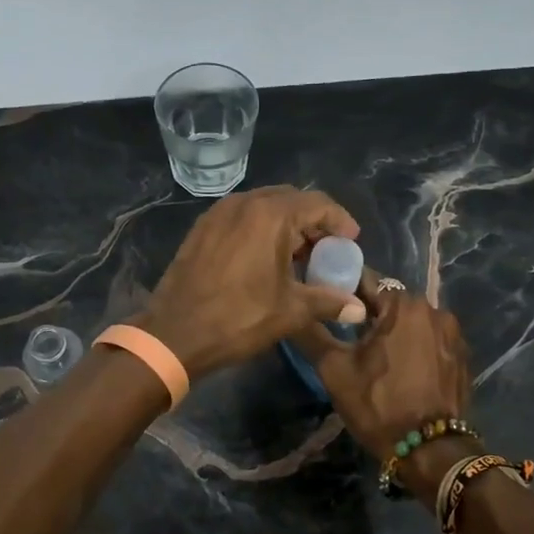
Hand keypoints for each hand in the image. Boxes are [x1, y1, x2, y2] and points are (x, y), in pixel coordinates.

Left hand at [138, 186, 361, 380]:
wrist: (175, 334)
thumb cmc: (239, 318)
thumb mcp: (290, 311)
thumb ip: (328, 302)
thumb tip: (358, 308)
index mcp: (270, 214)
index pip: (318, 202)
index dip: (340, 220)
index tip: (351, 242)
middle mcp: (244, 203)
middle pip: (291, 200)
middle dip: (313, 222)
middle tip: (326, 250)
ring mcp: (219, 213)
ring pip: (264, 207)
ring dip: (287, 225)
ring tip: (299, 257)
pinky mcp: (202, 228)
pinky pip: (241, 218)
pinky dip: (261, 229)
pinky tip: (266, 258)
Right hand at [295, 272, 472, 498]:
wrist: (431, 451)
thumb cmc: (378, 404)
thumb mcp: (334, 370)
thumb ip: (312, 333)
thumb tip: (292, 309)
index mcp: (402, 305)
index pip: (364, 280)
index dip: (341, 289)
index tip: (325, 303)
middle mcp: (433, 309)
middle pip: (390, 300)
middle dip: (368, 312)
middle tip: (346, 333)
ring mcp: (453, 334)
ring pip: (411, 321)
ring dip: (393, 329)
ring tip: (373, 352)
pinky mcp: (462, 357)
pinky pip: (430, 339)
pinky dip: (413, 346)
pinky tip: (400, 367)